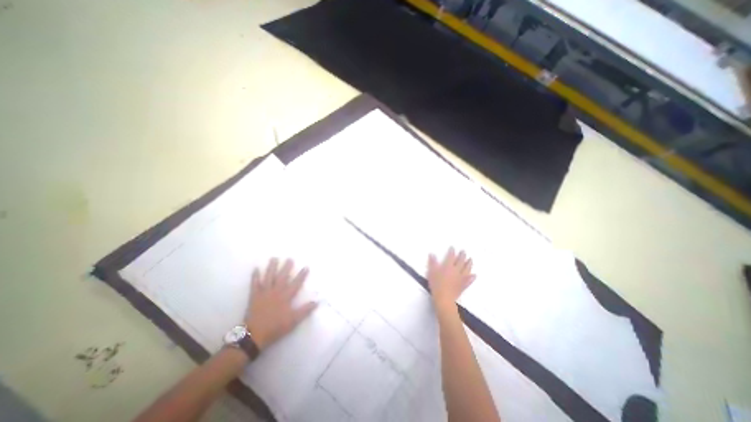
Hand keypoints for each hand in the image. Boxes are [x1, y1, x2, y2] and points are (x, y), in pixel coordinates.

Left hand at [246, 259, 316, 350]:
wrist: (254, 335)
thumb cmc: (276, 327)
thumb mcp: (293, 320)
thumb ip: (305, 310)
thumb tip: (317, 302)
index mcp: (286, 297)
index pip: (296, 283)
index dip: (302, 275)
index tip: (306, 266)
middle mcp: (276, 291)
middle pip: (282, 277)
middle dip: (287, 267)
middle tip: (290, 258)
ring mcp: (264, 293)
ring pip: (269, 277)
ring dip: (271, 267)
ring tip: (274, 258)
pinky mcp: (254, 296)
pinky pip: (254, 284)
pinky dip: (255, 276)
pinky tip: (255, 268)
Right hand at [428, 247, 473, 312]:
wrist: (444, 298)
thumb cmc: (436, 284)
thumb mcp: (431, 272)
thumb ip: (432, 262)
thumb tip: (432, 253)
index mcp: (448, 266)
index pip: (451, 256)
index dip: (452, 251)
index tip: (453, 247)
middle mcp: (456, 270)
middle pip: (461, 261)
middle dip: (462, 255)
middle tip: (464, 251)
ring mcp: (461, 278)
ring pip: (467, 269)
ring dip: (469, 263)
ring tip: (471, 259)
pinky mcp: (463, 285)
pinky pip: (469, 280)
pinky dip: (472, 277)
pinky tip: (474, 275)